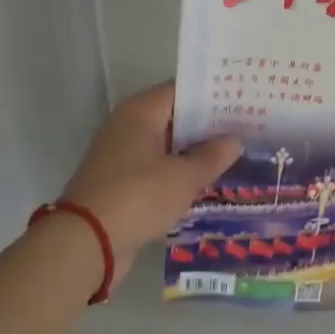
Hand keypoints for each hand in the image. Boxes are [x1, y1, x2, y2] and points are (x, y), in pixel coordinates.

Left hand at [59, 83, 241, 260]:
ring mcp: (122, 155)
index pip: (183, 91)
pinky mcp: (121, 182)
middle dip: (209, 126)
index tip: (244, 102)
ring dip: (195, 152)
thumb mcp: (184, 177)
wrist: (86, 242)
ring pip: (167, 146)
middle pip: (175, 117)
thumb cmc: (138, 197)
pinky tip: (207, 183)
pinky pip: (157, 169)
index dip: (214, 95)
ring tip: (236, 156)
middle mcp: (128, 126)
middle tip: (248, 130)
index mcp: (140, 112)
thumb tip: (234, 140)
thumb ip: (213, 156)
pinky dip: (179, 173)